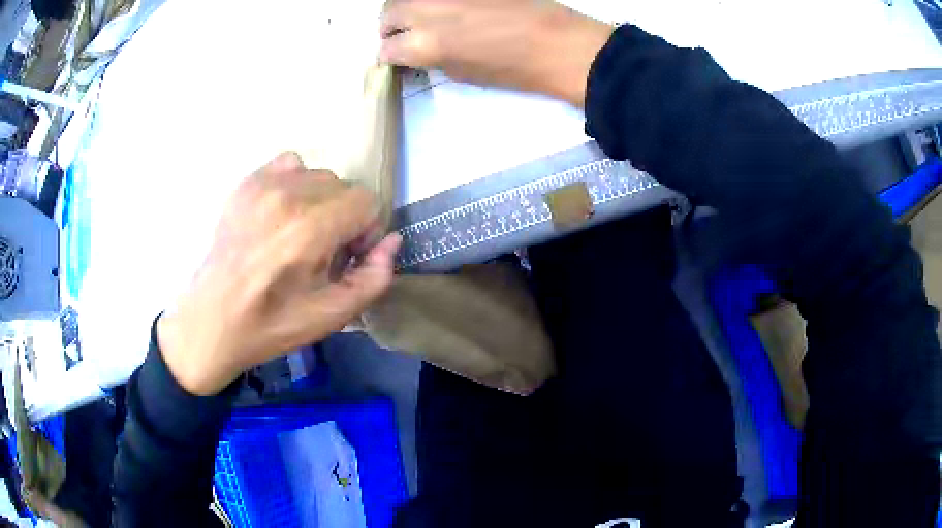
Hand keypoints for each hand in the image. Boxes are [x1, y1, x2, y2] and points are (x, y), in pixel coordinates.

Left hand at [157, 152, 400, 395]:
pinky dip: (295, 184)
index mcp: (311, 229)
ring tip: (300, 233)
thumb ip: (374, 277)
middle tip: (323, 250)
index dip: (366, 230)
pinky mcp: (246, 183)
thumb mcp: (333, 316)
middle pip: (345, 186)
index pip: (367, 200)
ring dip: (321, 201)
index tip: (347, 256)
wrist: (213, 320)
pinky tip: (282, 213)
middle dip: (345, 217)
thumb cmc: (272, 323)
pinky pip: (289, 164)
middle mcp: (289, 195)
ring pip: (318, 175)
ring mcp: (263, 185)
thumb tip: (391, 241)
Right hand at [380, 0, 612, 106]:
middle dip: (390, 28)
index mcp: (425, 43)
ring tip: (422, 19)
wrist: (559, 42)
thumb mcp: (463, 73)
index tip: (396, 58)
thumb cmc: (515, 69)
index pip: (388, 48)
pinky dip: (433, 1)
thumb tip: (418, 51)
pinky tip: (448, 9)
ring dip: (406, 9)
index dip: (390, 56)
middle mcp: (426, 10)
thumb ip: (432, 58)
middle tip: (403, 36)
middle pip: (388, 13)